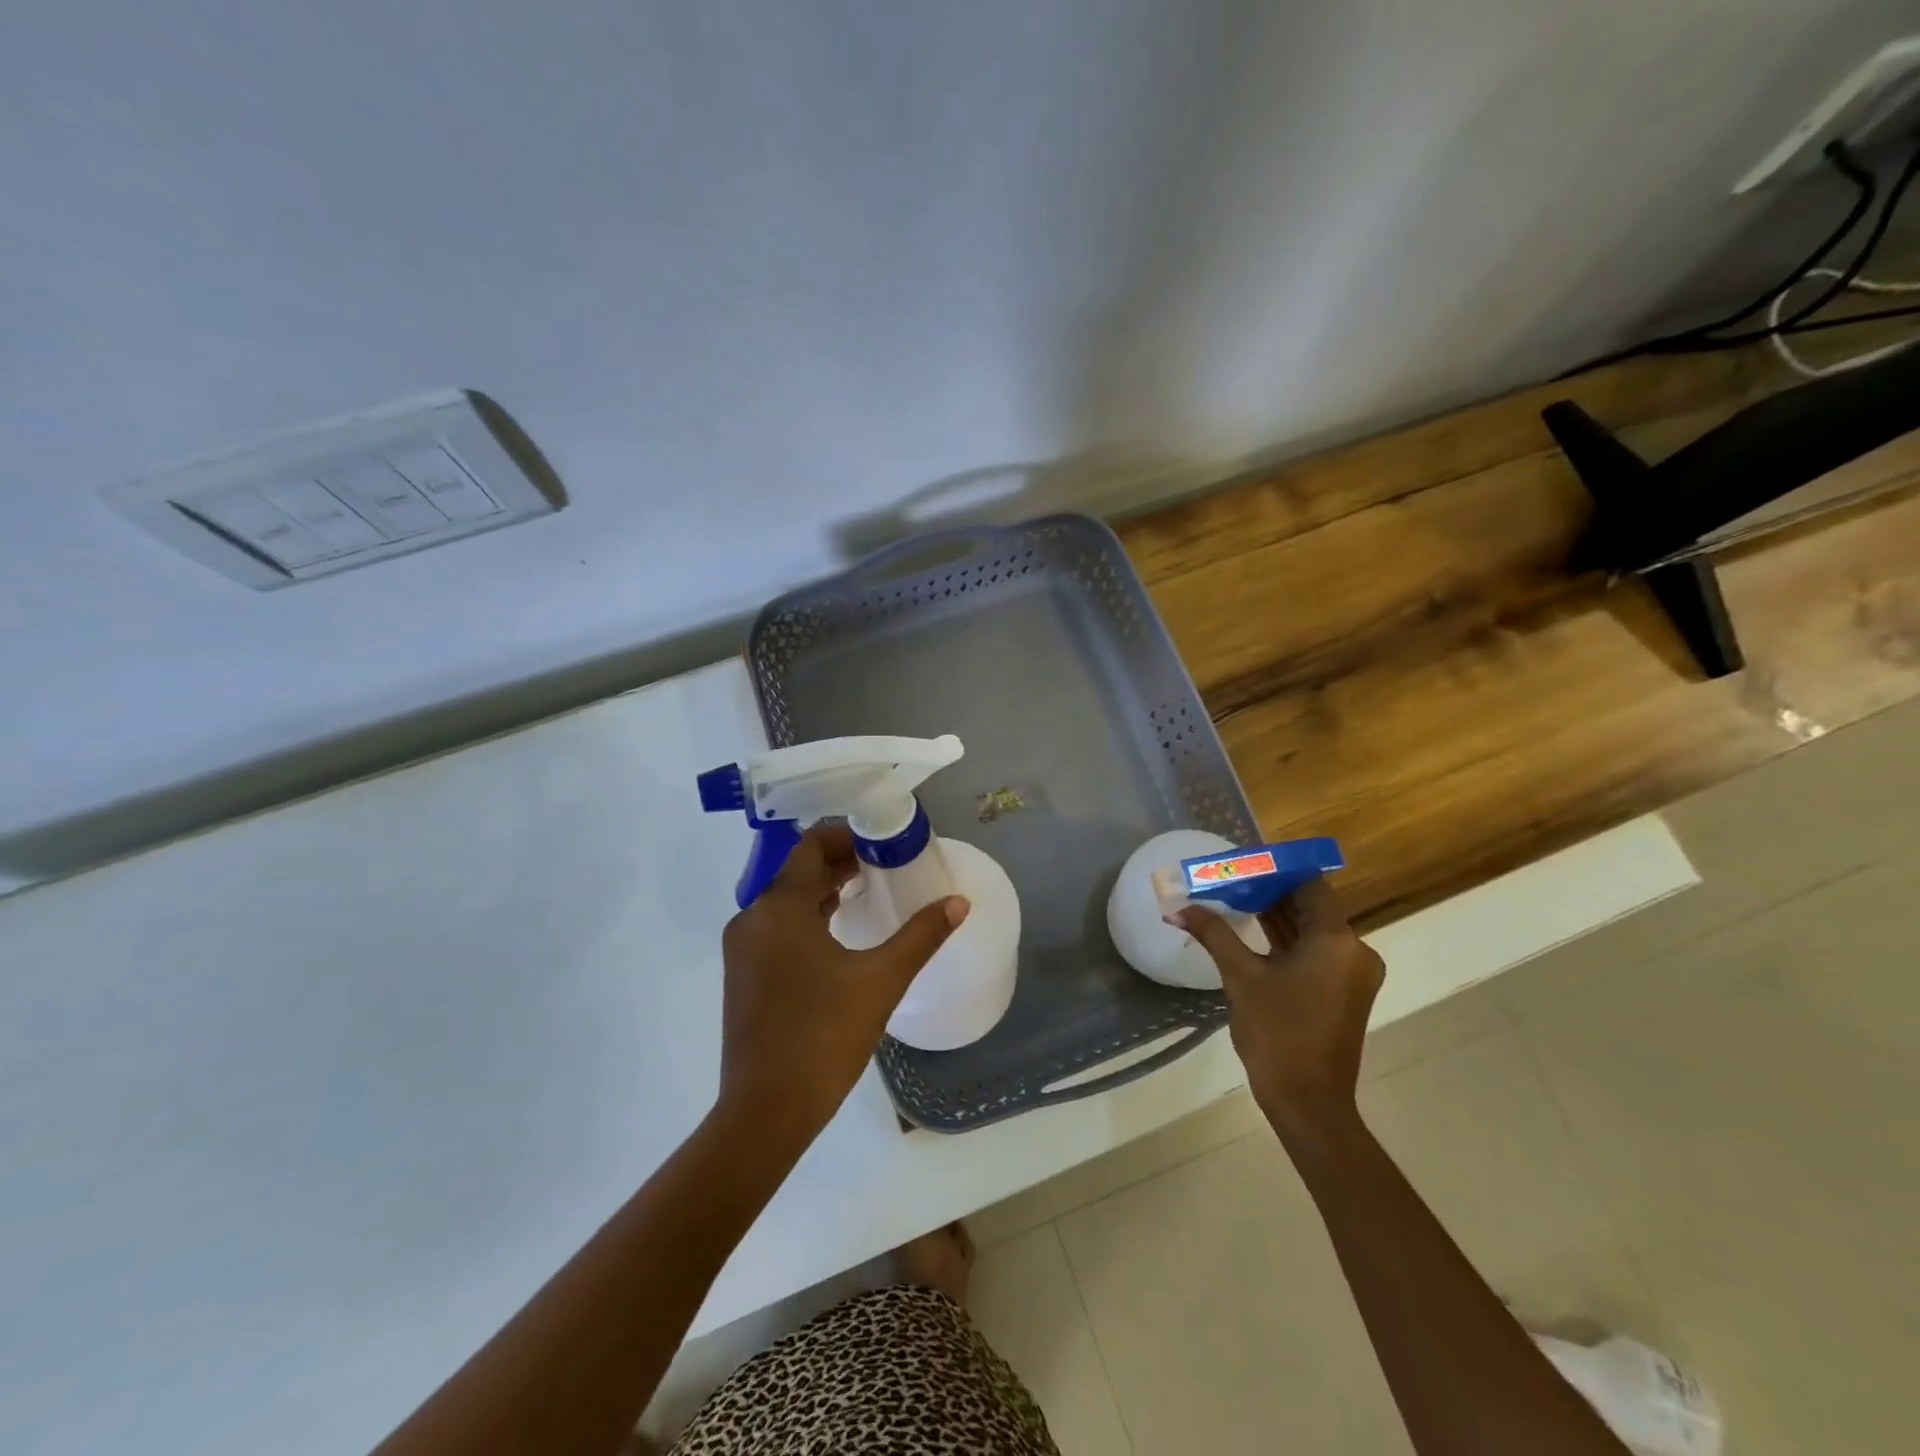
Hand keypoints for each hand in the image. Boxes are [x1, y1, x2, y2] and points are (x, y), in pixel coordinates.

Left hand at [716, 824, 967, 1144]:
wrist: (766, 1110)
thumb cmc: (824, 1036)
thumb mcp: (881, 980)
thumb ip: (921, 935)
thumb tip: (959, 903)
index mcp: (780, 909)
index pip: (810, 847)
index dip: (845, 836)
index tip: (880, 842)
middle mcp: (752, 919)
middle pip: (797, 871)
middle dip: (839, 862)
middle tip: (883, 865)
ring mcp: (742, 949)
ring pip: (785, 901)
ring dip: (822, 890)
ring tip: (866, 892)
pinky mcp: (742, 975)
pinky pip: (776, 927)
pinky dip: (806, 917)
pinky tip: (836, 932)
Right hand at [1176, 879, 1383, 1149]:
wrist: (1307, 1102)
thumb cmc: (1277, 1032)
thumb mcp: (1241, 977)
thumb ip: (1213, 934)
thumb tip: (1177, 907)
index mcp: (1337, 940)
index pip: (1308, 885)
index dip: (1275, 869)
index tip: (1241, 860)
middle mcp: (1353, 950)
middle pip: (1309, 905)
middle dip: (1268, 890)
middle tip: (1228, 877)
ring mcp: (1350, 973)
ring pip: (1310, 929)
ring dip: (1274, 914)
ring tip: (1231, 896)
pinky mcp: (1341, 991)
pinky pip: (1312, 951)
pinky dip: (1284, 938)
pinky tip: (1250, 928)